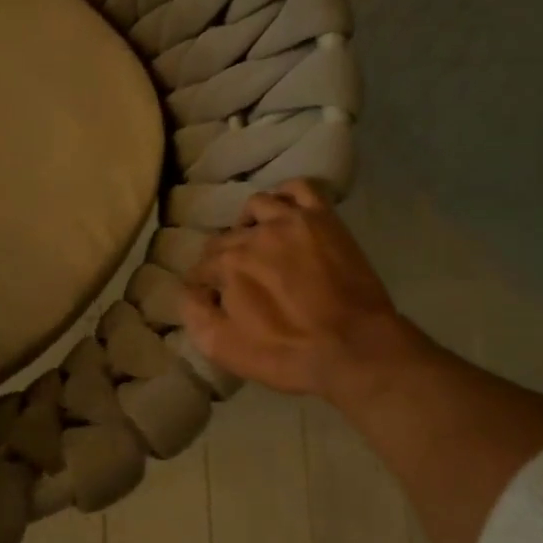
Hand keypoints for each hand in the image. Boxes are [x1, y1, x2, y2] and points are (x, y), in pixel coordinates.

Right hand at [180, 179, 406, 397]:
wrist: (354, 348)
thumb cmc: (287, 354)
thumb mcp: (224, 348)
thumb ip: (195, 314)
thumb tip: (188, 290)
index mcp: (228, 264)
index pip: (202, 266)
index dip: (204, 285)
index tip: (212, 298)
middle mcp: (254, 234)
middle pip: (226, 237)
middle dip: (224, 257)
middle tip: (238, 279)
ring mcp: (291, 220)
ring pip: (257, 206)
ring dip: (249, 223)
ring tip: (258, 242)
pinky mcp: (323, 219)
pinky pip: (299, 188)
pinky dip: (286, 195)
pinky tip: (285, 211)